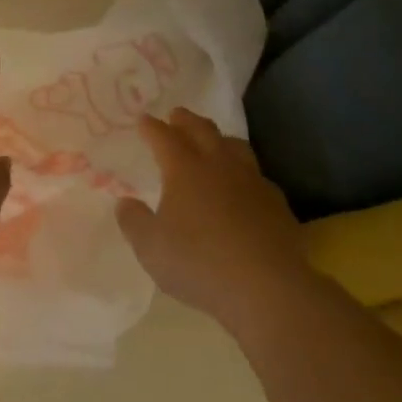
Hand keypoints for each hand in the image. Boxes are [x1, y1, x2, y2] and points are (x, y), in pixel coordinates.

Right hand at [115, 109, 308, 331]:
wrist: (266, 287)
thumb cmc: (198, 263)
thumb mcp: (150, 247)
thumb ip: (134, 221)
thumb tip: (125, 202)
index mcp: (185, 170)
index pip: (164, 138)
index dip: (152, 127)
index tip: (143, 119)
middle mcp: (220, 166)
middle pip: (203, 131)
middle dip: (186, 120)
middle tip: (176, 115)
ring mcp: (253, 182)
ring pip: (235, 147)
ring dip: (219, 138)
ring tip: (212, 141)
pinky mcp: (276, 203)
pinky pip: (256, 175)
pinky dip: (243, 171)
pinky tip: (242, 185)